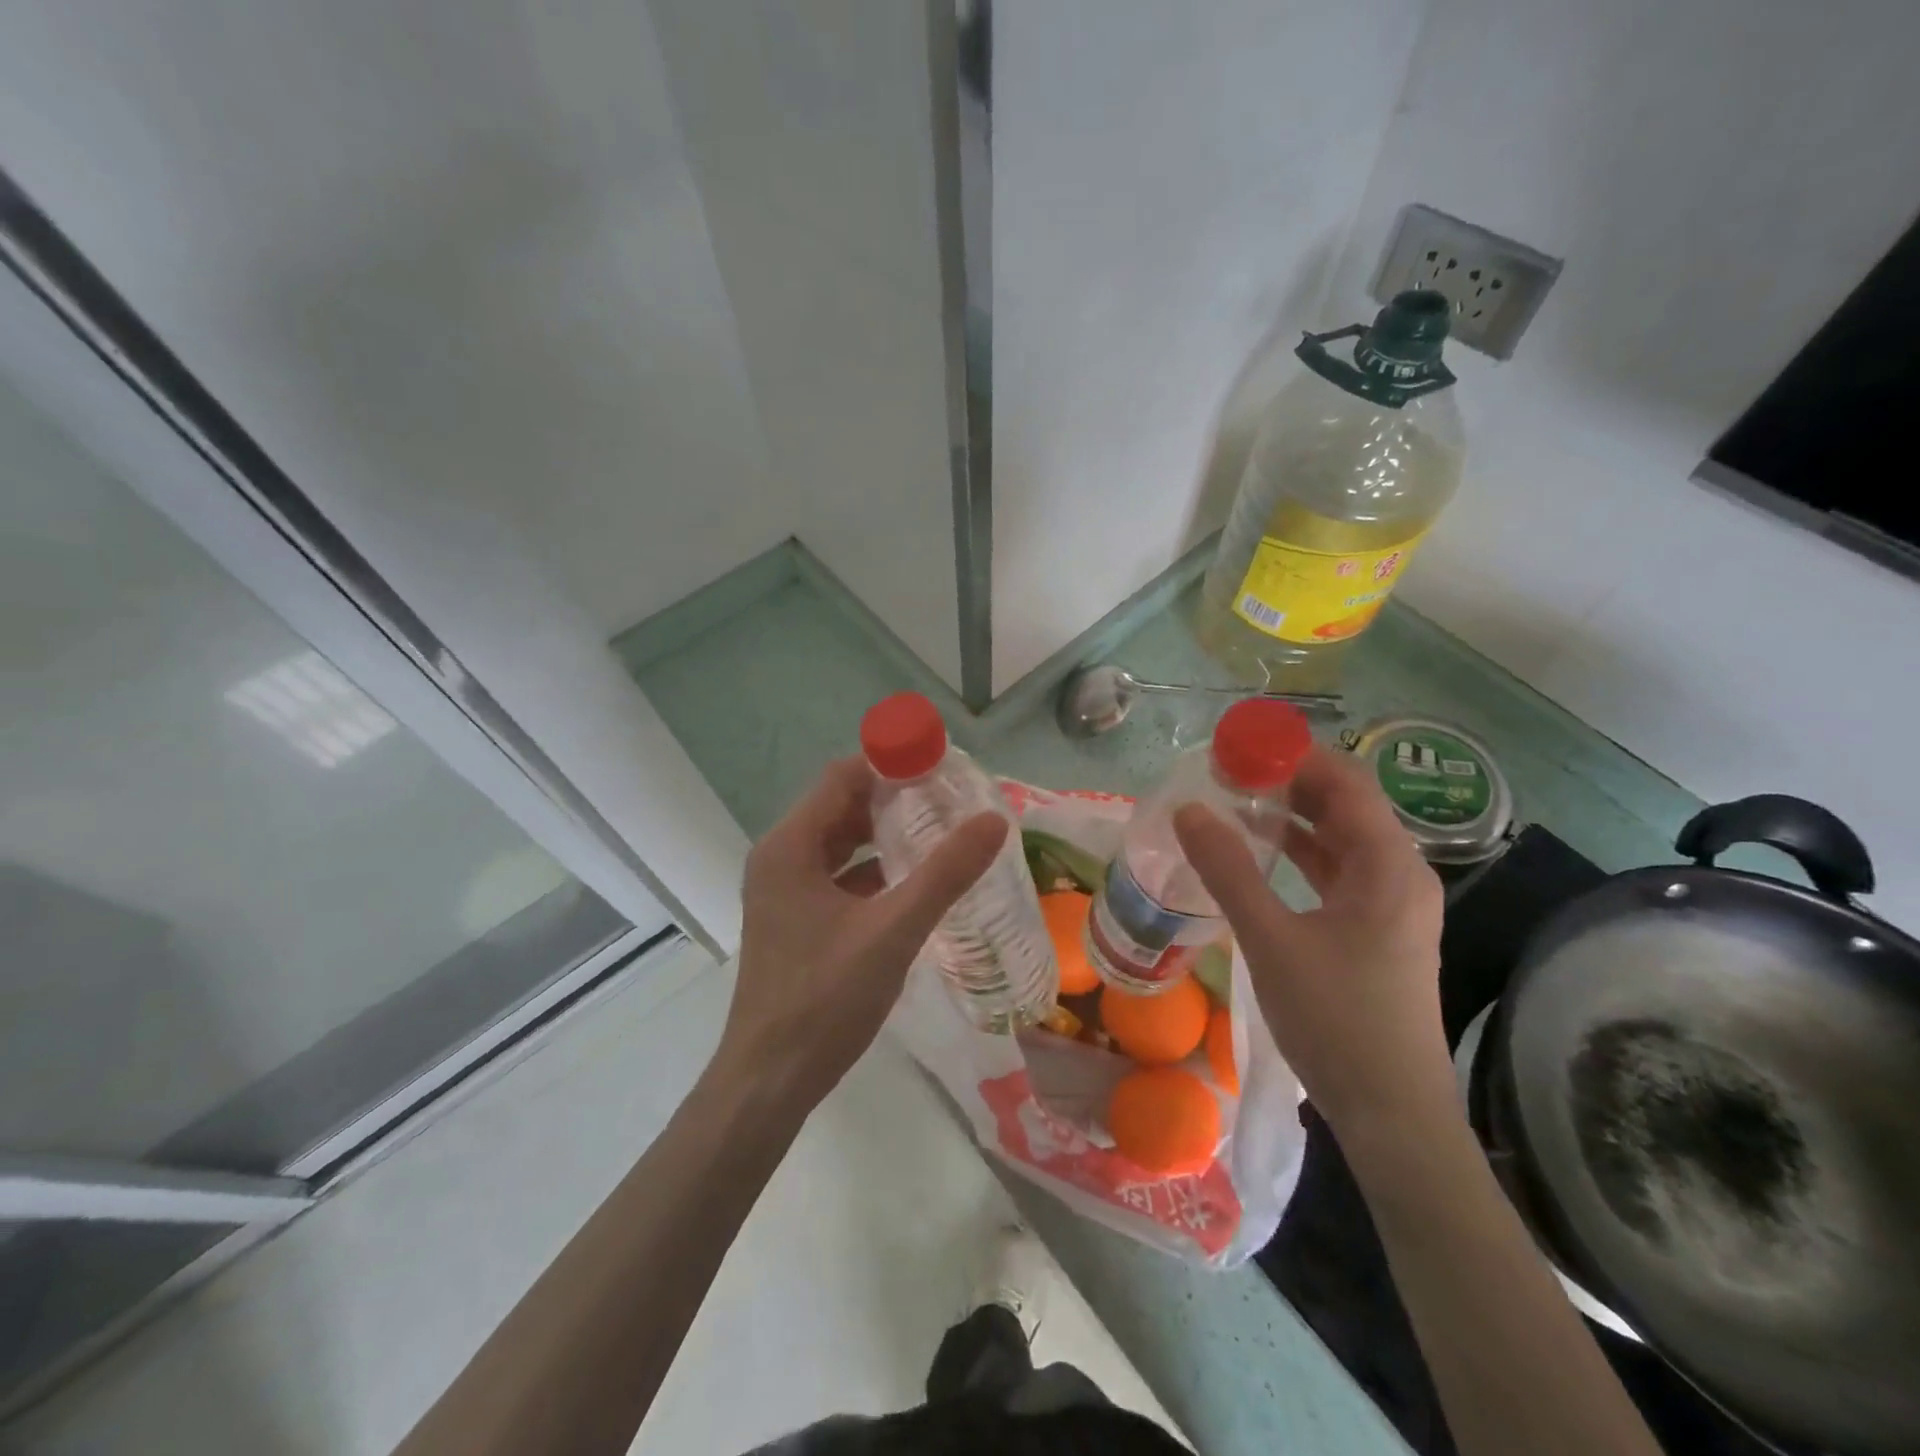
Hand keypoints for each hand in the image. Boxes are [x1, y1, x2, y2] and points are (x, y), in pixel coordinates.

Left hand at [717, 756, 1007, 1105]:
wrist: (769, 1079)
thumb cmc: (825, 999)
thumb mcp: (893, 931)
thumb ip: (945, 874)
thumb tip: (995, 821)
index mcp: (791, 845)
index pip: (844, 776)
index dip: (891, 763)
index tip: (942, 765)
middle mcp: (781, 856)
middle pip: (842, 805)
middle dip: (894, 797)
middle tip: (951, 797)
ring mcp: (785, 889)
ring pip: (841, 841)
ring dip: (885, 833)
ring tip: (941, 829)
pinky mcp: (796, 917)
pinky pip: (838, 874)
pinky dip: (874, 868)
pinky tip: (915, 878)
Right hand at [1174, 746, 1449, 1135]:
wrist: (1392, 1113)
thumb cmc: (1336, 1019)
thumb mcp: (1271, 939)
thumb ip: (1227, 870)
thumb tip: (1188, 809)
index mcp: (1387, 866)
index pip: (1344, 782)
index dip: (1293, 756)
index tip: (1238, 747)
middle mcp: (1399, 874)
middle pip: (1344, 806)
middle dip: (1287, 784)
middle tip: (1226, 773)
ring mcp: (1391, 905)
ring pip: (1340, 840)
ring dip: (1292, 819)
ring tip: (1235, 804)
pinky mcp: (1377, 931)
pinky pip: (1337, 872)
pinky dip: (1300, 854)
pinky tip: (1261, 856)